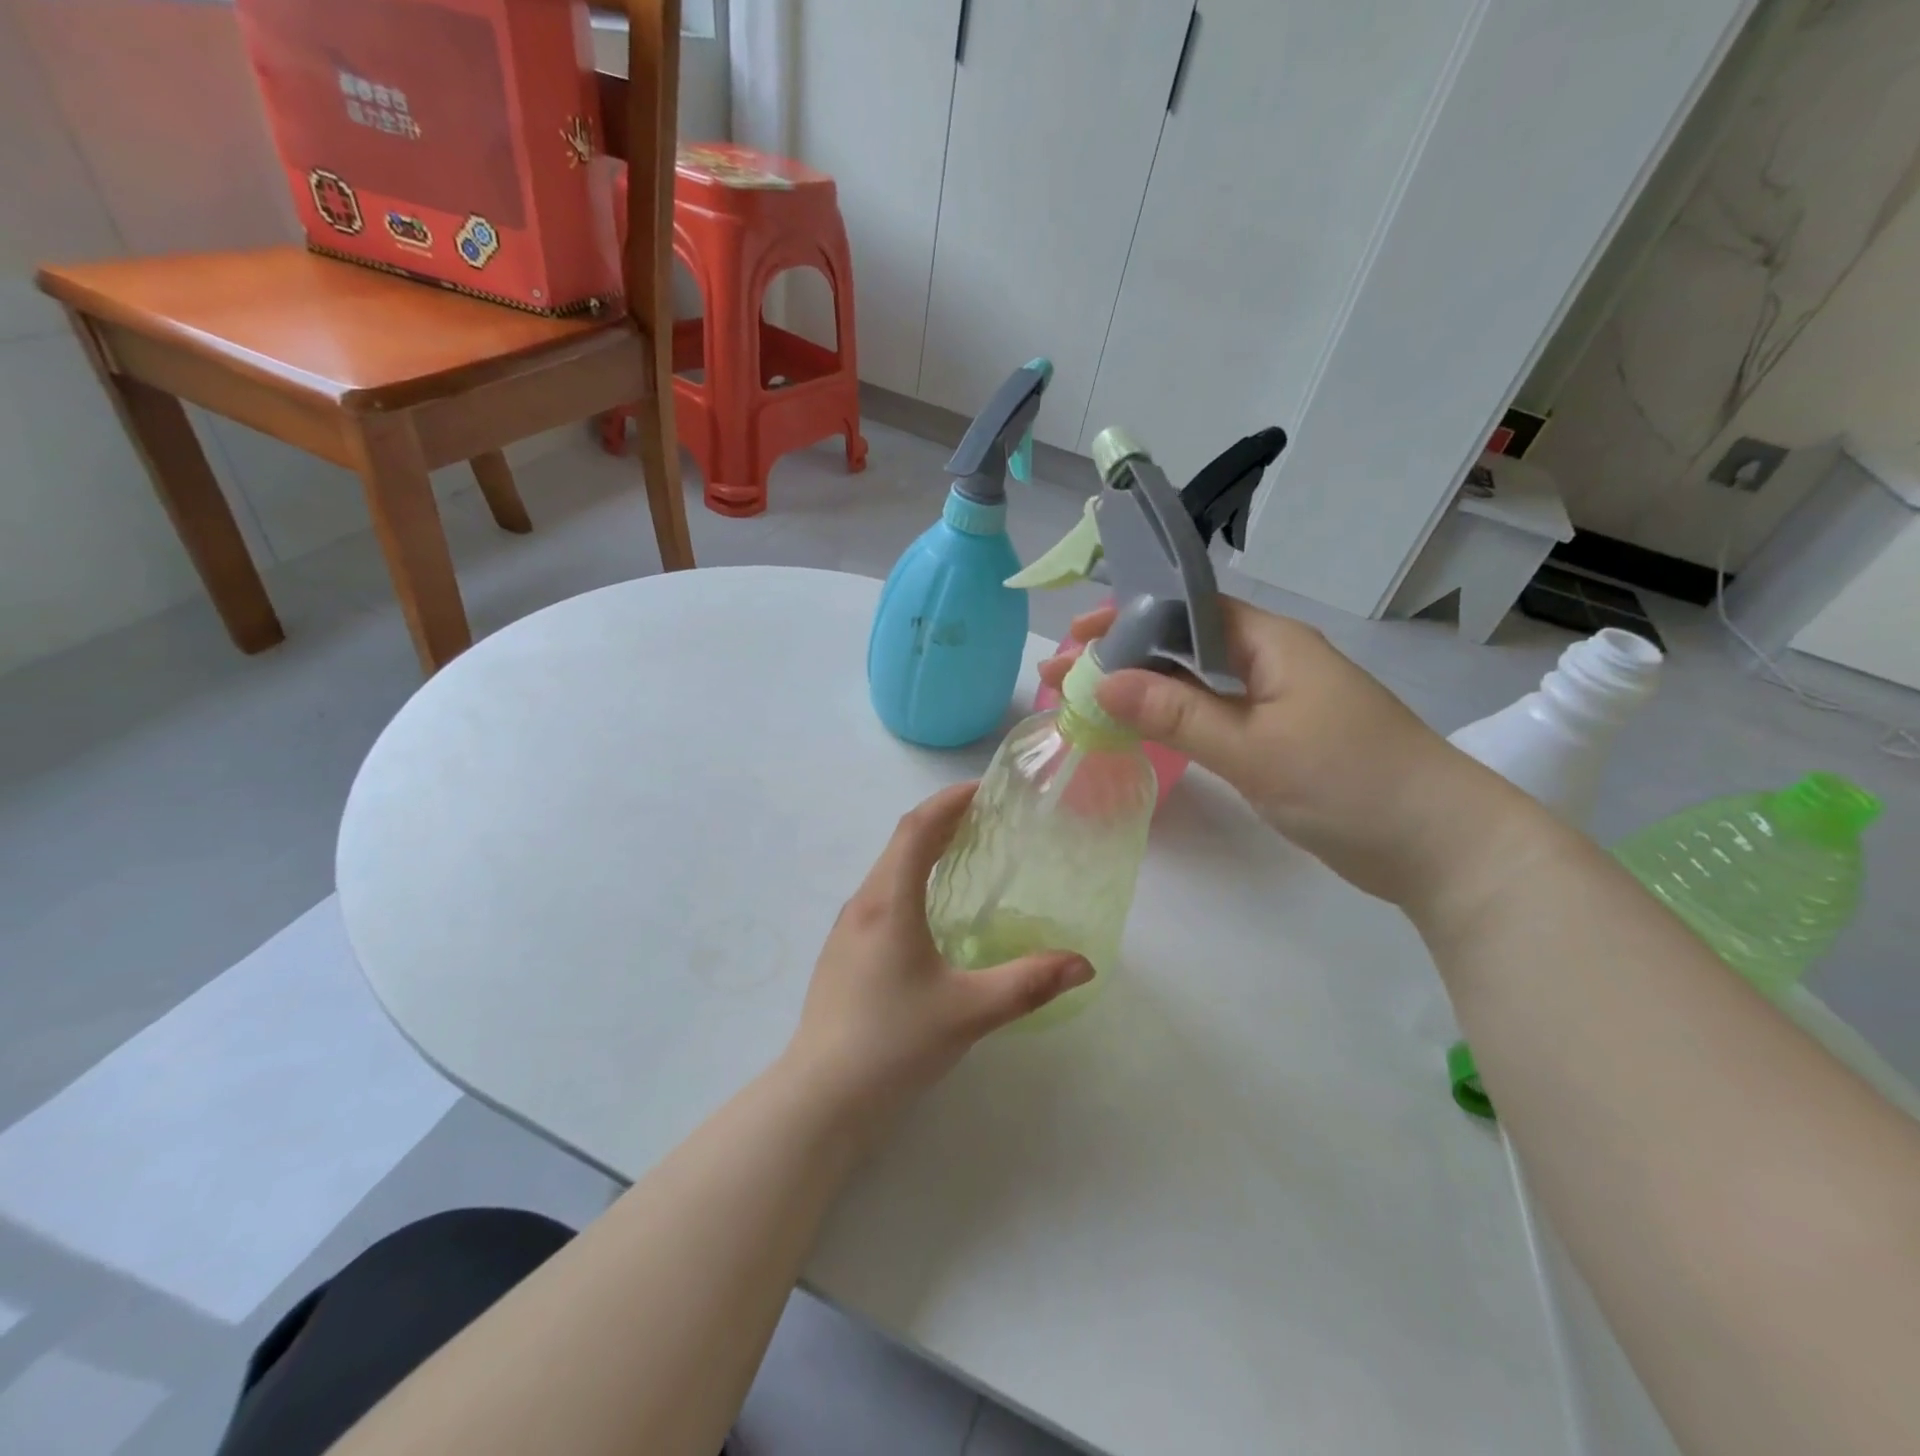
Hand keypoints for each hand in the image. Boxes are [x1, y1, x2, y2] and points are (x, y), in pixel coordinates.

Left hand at [786, 783, 1093, 1121]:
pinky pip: (880, 895)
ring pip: (888, 869)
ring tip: (964, 854)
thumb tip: (1083, 964)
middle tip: (986, 819)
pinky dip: (910, 879)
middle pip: (901, 843)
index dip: (948, 802)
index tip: (983, 789)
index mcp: (889, 904)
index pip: (916, 829)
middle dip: (942, 821)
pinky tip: (932, 911)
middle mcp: (863, 904)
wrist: (822, 1095)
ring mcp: (847, 929)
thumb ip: (1028, 984)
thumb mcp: (969, 1012)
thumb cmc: (894, 1042)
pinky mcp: (843, 952)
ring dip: (923, 850)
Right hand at [1040, 599, 1540, 910]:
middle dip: (1123, 656)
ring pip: (1196, 683)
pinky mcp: (1280, 739)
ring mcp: (1278, 702)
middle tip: (1065, 676)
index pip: (1187, 610)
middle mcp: (1272, 662)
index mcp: (1272, 644)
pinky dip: (1172, 719)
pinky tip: (1140, 731)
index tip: (1077, 635)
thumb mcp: (1254, 748)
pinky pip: (1213, 715)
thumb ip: (1177, 712)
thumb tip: (1103, 682)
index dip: (1129, 616)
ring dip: (1143, 689)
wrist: (1441, 847)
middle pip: (1184, 644)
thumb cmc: (1351, 784)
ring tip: (1087, 702)